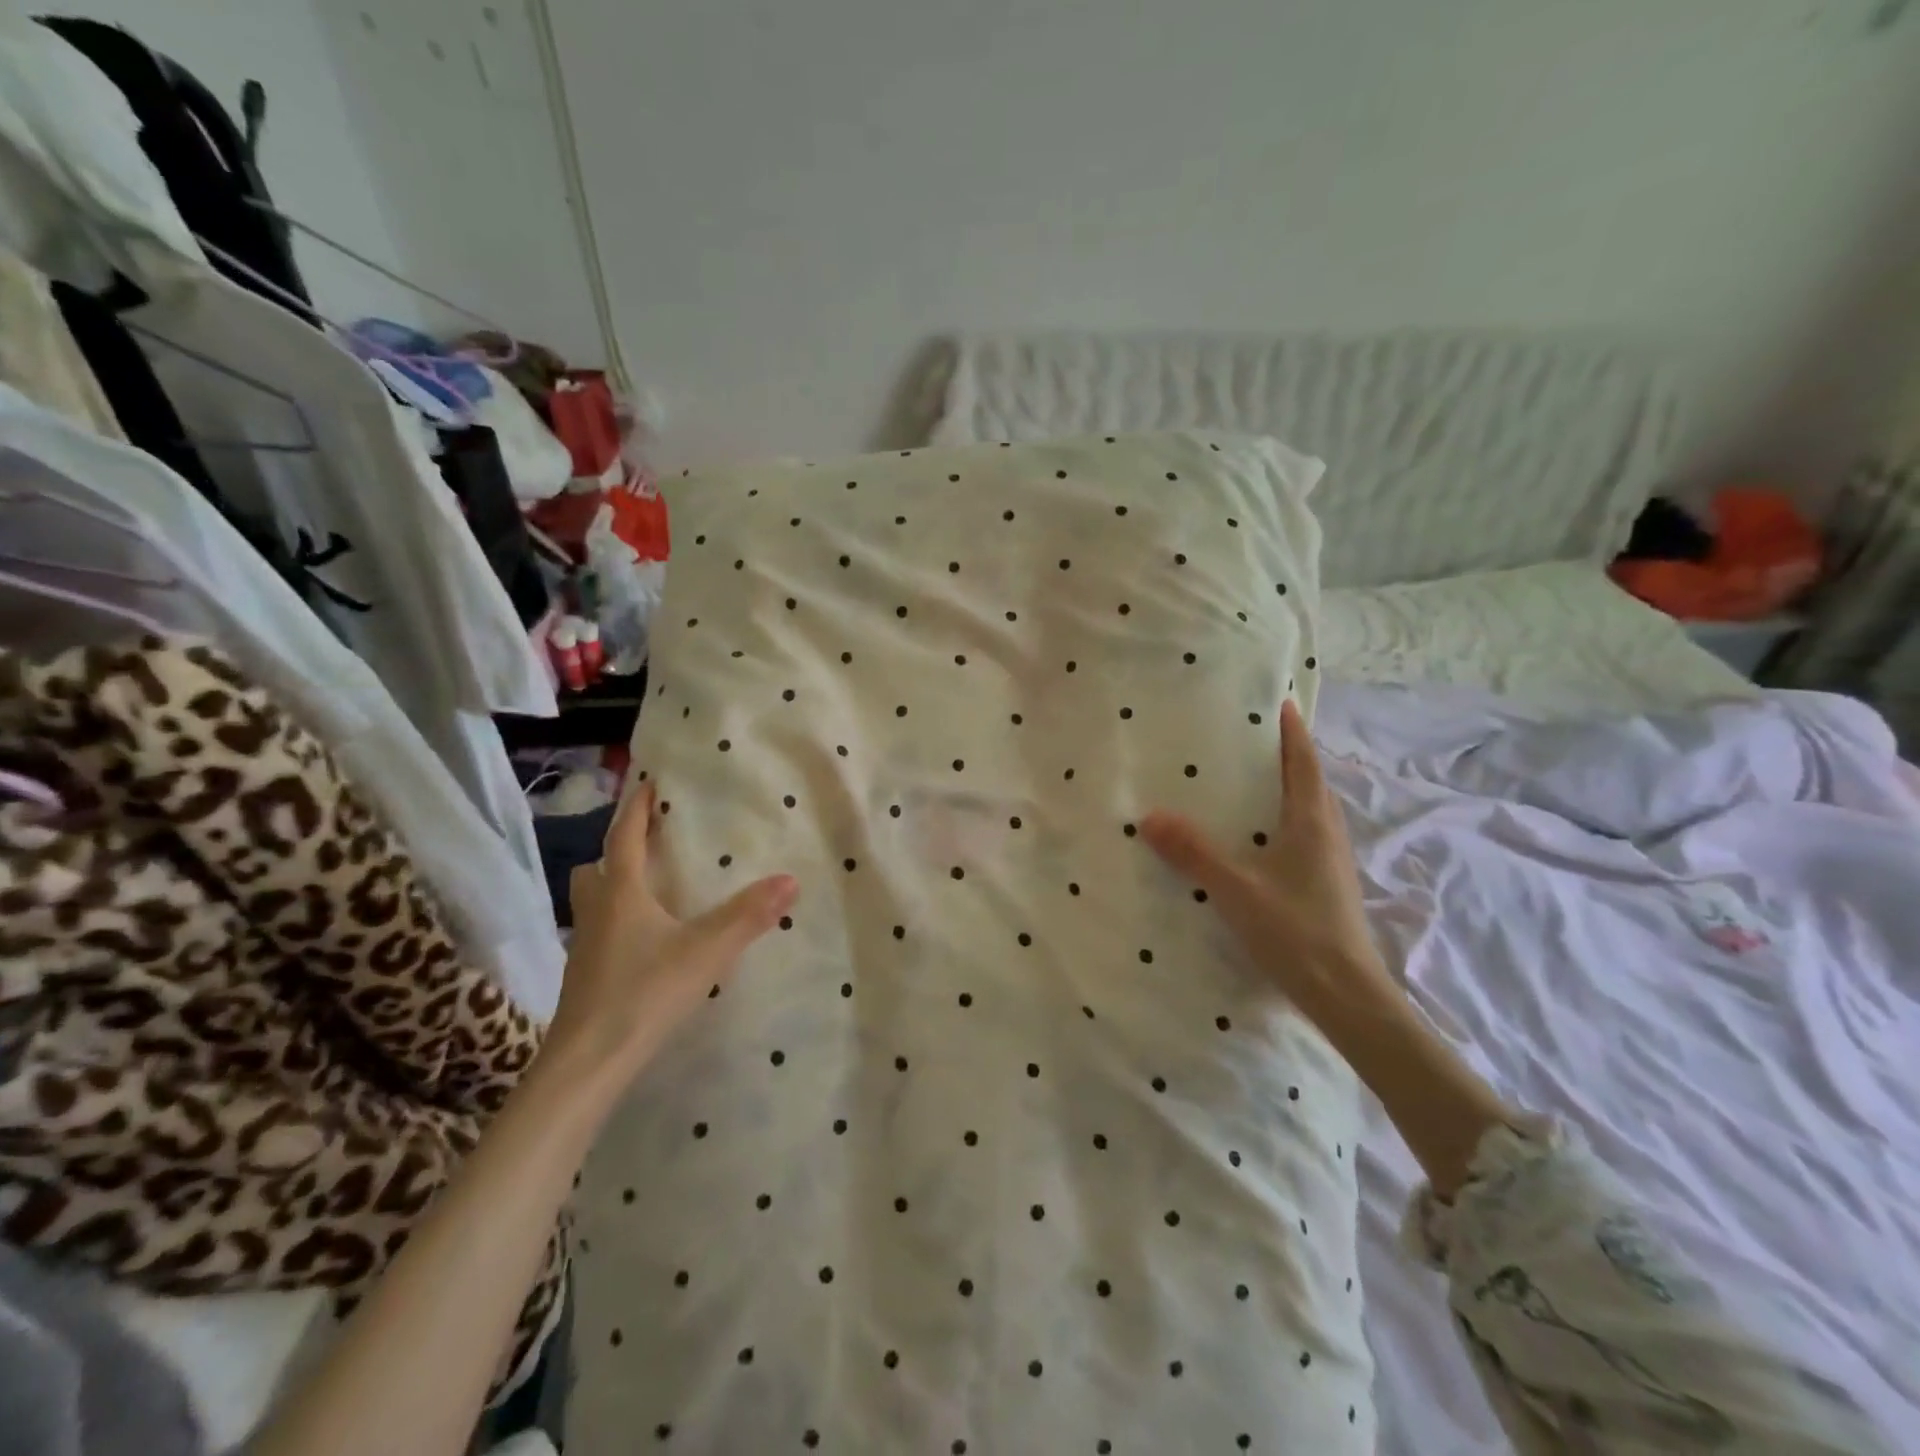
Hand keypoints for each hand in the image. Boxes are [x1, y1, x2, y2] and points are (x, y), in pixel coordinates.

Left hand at [541, 782, 797, 1092]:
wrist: (587, 1064)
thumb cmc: (642, 994)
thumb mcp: (705, 951)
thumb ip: (748, 916)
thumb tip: (790, 879)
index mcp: (620, 895)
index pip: (624, 839)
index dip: (636, 809)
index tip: (649, 783)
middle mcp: (596, 914)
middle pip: (596, 870)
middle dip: (617, 851)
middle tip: (650, 845)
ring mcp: (585, 949)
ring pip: (593, 904)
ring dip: (613, 888)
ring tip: (650, 891)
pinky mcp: (585, 979)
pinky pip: (600, 934)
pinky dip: (619, 924)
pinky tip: (646, 943)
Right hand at [1140, 699, 1397, 1036]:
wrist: (1346, 995)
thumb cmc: (1295, 930)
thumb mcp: (1235, 888)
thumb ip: (1193, 852)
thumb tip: (1150, 816)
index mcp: (1312, 823)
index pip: (1304, 764)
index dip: (1293, 733)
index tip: (1283, 703)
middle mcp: (1328, 836)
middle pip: (1311, 784)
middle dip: (1291, 758)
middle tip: (1257, 740)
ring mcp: (1331, 865)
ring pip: (1311, 813)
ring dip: (1291, 790)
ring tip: (1256, 783)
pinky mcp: (1327, 888)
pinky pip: (1306, 838)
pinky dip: (1286, 823)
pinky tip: (1262, 842)